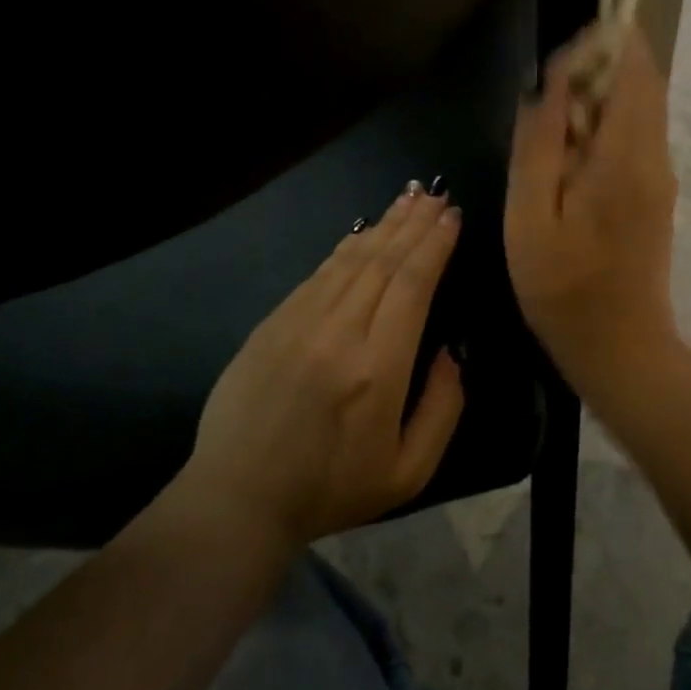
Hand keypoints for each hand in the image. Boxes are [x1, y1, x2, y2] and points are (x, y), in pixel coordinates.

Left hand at [183, 185, 466, 549]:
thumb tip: (451, 352)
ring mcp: (301, 320)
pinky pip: (319, 272)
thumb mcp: (407, 473)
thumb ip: (442, 409)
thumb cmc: (330, 488)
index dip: (434, 245)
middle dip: (414, 223)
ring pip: (351, 258)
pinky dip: (347, 246)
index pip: (412, 284)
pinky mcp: (274, 320)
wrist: (238, 495)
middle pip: (384, 260)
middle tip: (436, 194)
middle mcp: (340, 331)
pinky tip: (363, 231)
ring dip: (384, 224)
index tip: (452, 216)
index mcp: (378, 367)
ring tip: (408, 197)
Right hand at [505, 24, 679, 386]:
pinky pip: (637, 134)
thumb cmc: (563, 287)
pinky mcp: (655, 191)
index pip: (633, 73)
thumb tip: (546, 88)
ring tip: (553, 112)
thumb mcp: (529, 218)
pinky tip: (570, 148)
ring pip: (641, 107)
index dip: (608, 42)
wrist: (620, 347)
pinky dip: (608, 120)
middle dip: (602, 63)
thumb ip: (538, 147)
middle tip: (551, 82)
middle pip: (642, 83)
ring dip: (603, 92)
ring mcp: (660, 174)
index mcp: (624, 159)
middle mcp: (654, 157)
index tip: (567, 44)